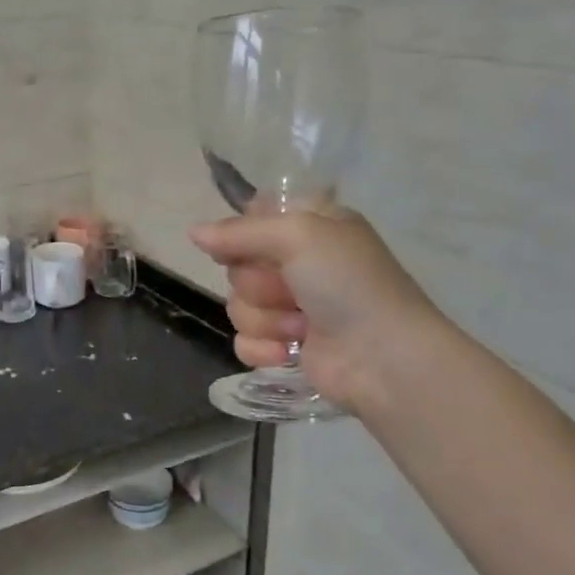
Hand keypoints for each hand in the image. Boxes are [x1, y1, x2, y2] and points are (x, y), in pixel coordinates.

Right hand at [189, 204, 447, 412]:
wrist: (382, 357)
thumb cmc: (348, 284)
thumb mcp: (298, 235)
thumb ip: (239, 231)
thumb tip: (193, 233)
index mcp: (311, 227)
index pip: (254, 216)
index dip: (243, 232)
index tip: (246, 245)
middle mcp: (300, 263)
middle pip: (238, 265)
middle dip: (258, 283)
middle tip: (291, 290)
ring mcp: (291, 307)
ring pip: (237, 305)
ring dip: (265, 319)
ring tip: (301, 327)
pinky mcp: (284, 346)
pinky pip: (243, 340)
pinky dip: (264, 348)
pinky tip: (289, 352)